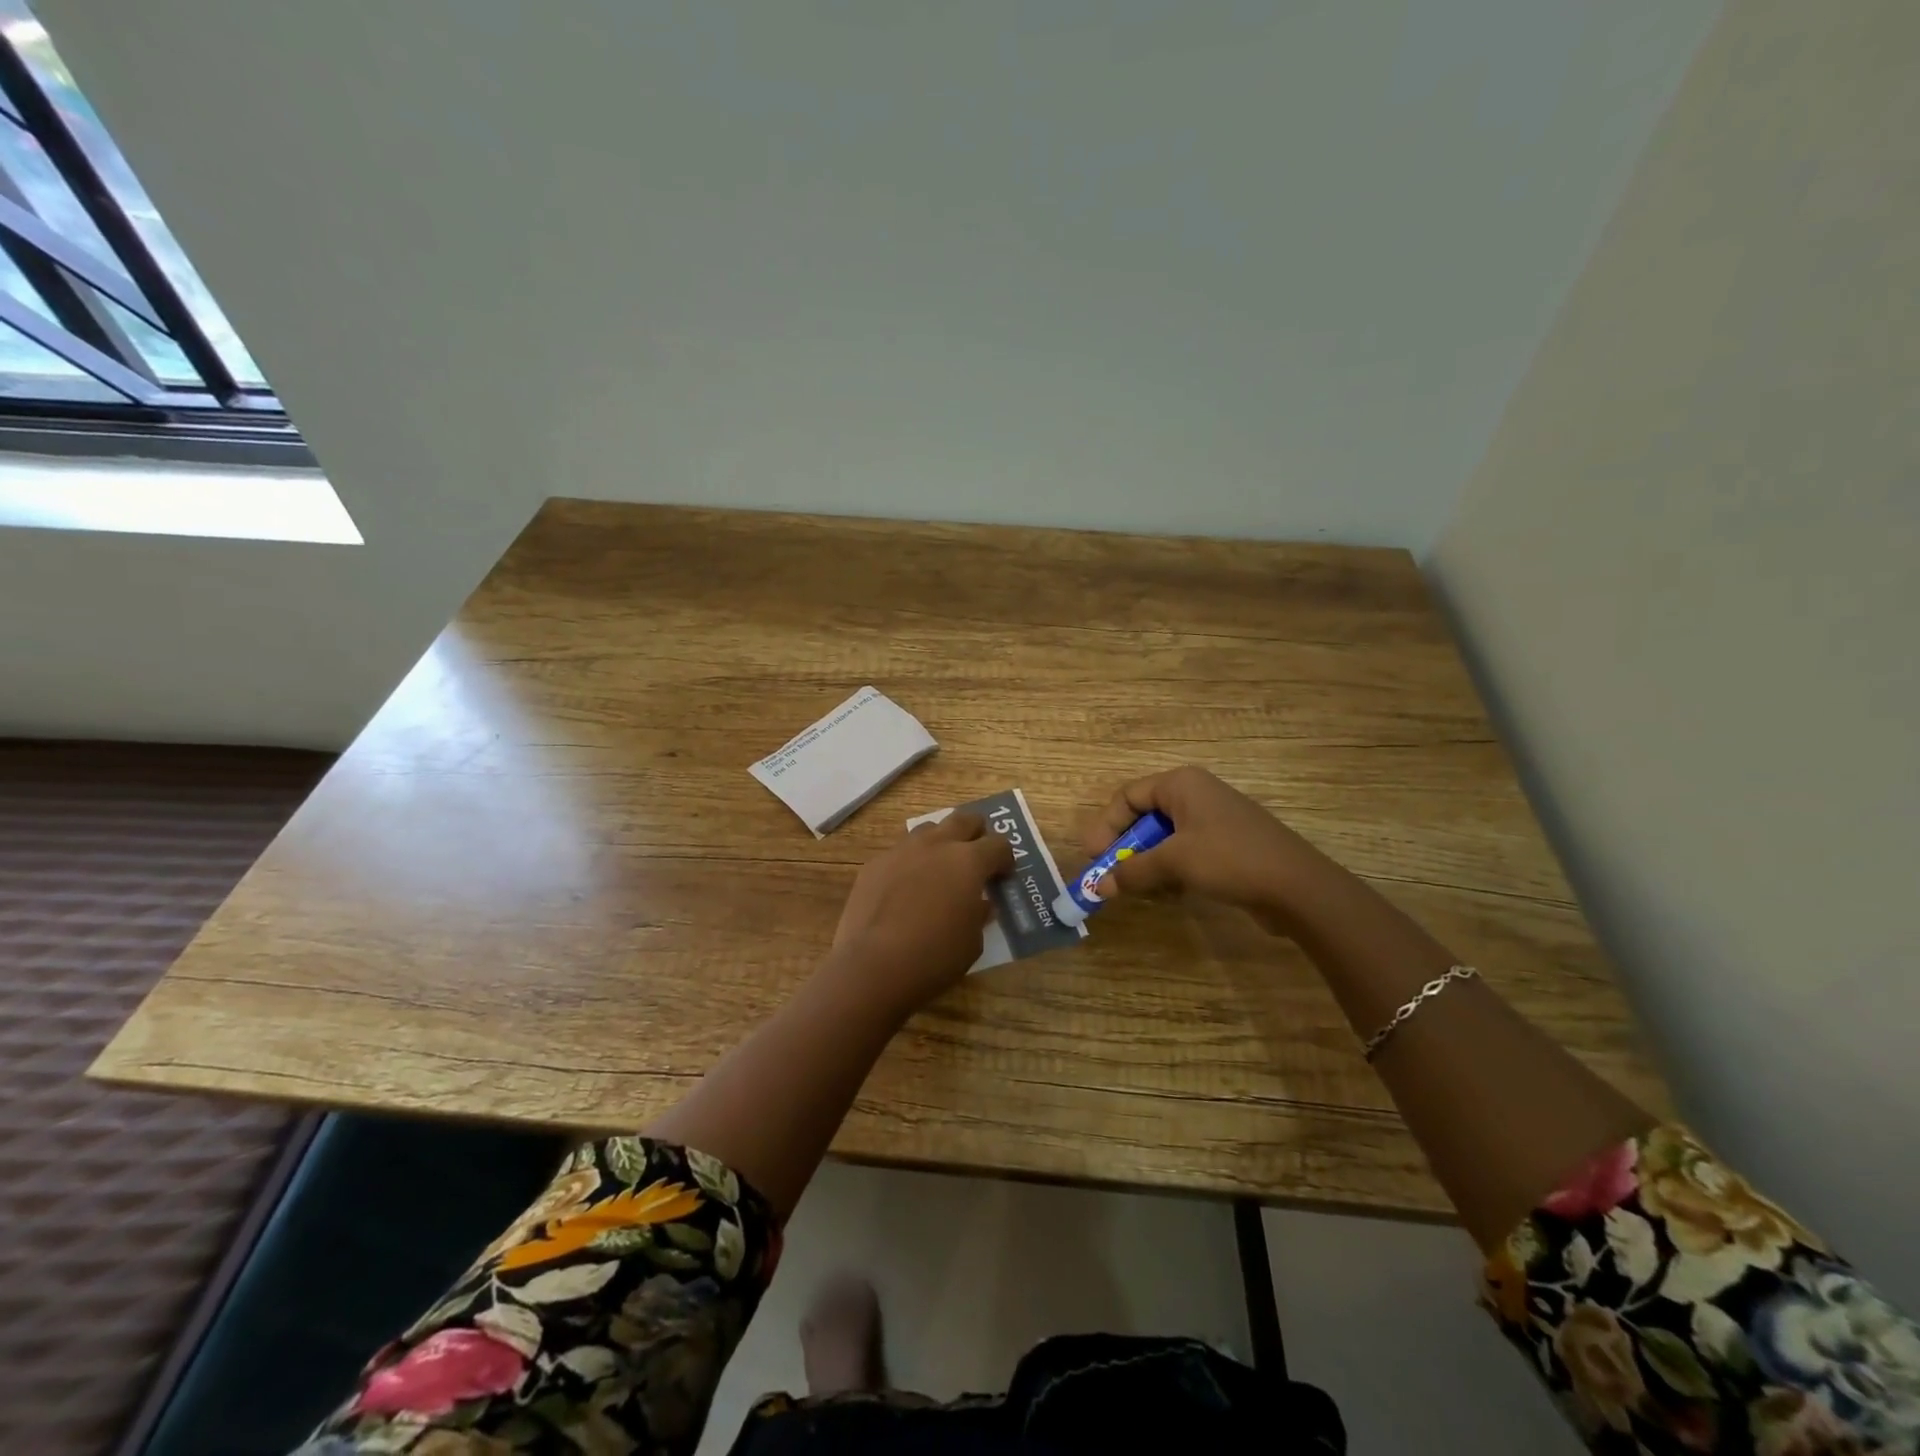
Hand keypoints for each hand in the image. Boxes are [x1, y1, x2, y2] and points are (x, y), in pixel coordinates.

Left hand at [828, 812, 1015, 1015]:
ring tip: (940, 868)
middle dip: (975, 833)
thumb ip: (979, 914)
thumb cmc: (934, 956)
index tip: (1003, 875)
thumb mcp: (972, 942)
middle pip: (964, 820)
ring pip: (928, 829)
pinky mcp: (875, 864)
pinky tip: (905, 888)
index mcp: (969, 861)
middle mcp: (936, 845)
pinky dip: (910, 863)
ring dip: (940, 842)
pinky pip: (899, 852)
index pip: (998, 844)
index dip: (1005, 858)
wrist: (873, 965)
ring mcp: (902, 850)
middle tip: (977, 855)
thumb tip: (979, 903)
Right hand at [1078, 766, 1333, 931]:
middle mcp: (1196, 794)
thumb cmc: (1229, 859)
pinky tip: (1166, 891)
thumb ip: (1133, 871)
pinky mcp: (1228, 844)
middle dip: (1125, 846)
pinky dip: (1170, 867)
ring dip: (1146, 860)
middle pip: (1145, 815)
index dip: (1106, 825)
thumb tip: (1100, 887)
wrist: (1298, 886)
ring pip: (1165, 836)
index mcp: (1181, 784)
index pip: (1128, 796)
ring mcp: (1215, 819)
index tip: (1093, 857)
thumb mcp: (1174, 862)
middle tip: (1110, 874)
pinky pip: (1186, 850)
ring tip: (1135, 886)